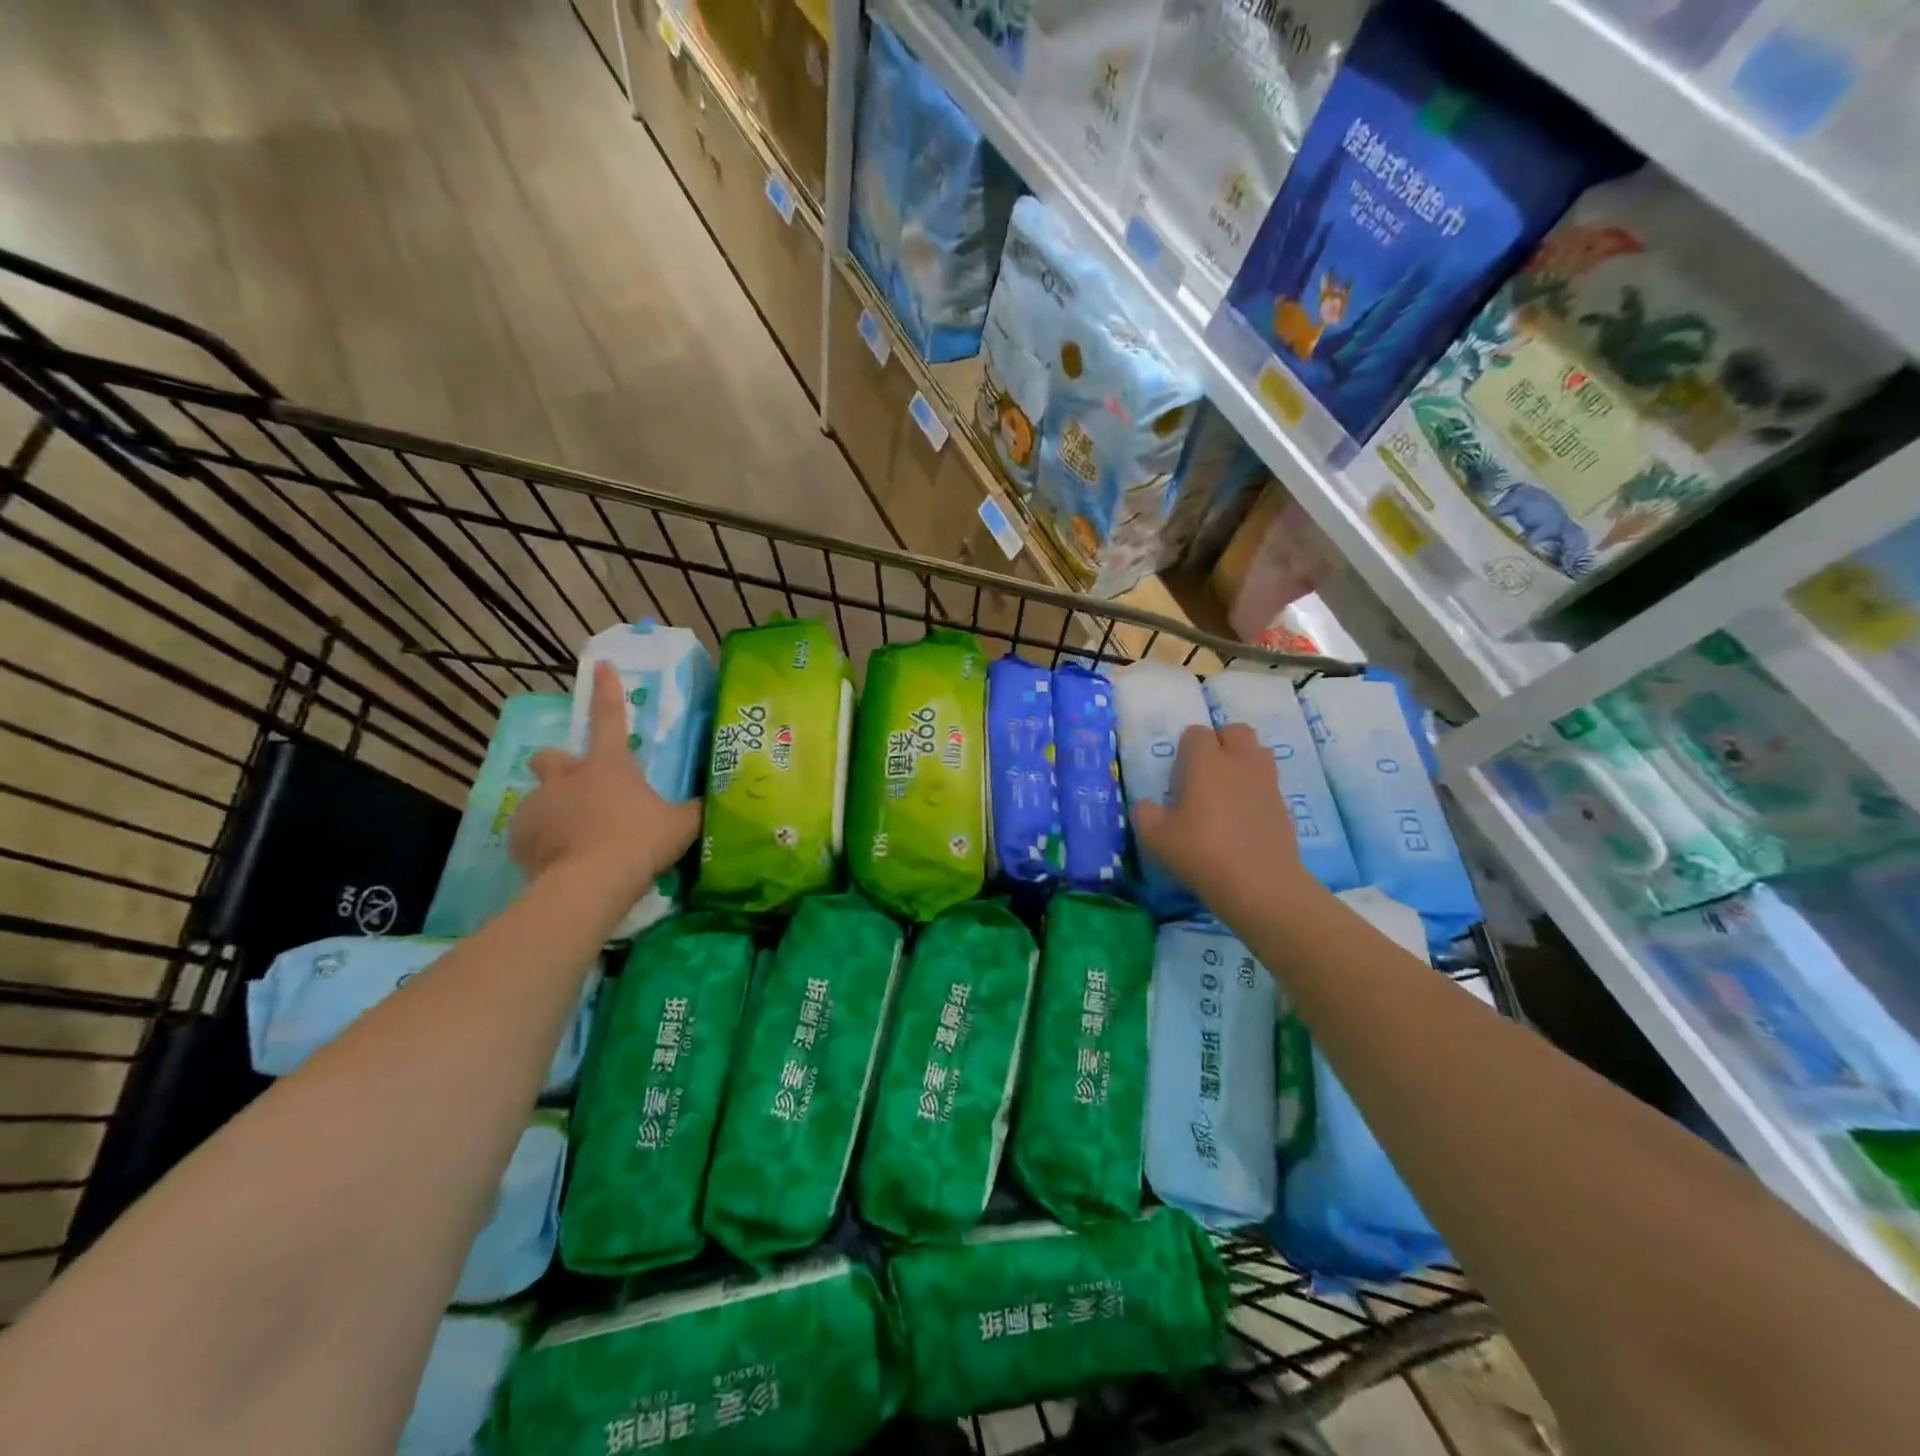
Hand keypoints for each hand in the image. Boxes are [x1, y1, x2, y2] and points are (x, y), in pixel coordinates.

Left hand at [509, 662, 701, 895]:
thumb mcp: (681, 824)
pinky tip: (559, 862)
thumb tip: (713, 800)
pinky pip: (530, 834)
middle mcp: (568, 777)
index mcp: (608, 765)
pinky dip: (542, 843)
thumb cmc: (640, 841)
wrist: (591, 882)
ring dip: (556, 811)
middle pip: (551, 757)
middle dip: (559, 765)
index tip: (601, 666)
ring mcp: (539, 806)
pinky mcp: (520, 837)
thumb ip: (694, 809)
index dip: (607, 690)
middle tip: (578, 786)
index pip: (610, 716)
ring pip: (541, 799)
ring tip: (575, 839)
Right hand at [1131, 722, 1318, 921]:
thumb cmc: (1200, 852)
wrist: (1259, 884)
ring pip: (1258, 752)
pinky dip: (1256, 789)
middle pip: (1236, 731)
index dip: (1186, 748)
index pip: (1196, 733)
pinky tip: (1243, 816)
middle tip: (1206, 771)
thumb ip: (1144, 814)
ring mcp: (1266, 782)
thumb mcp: (1155, 837)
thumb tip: (1145, 805)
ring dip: (1243, 760)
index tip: (1179, 773)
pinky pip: (1268, 782)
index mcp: (1205, 762)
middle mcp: (1239, 762)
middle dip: (1221, 742)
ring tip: (1228, 789)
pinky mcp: (1283, 804)